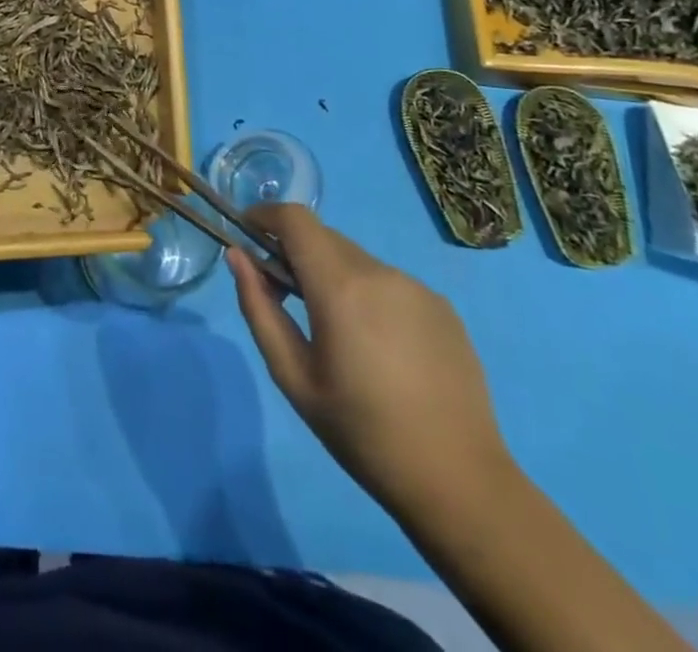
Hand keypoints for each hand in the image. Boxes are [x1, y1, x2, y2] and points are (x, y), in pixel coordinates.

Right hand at [229, 204, 511, 514]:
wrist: (459, 482)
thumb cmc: (362, 433)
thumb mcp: (294, 376)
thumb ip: (259, 308)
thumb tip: (238, 256)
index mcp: (341, 287)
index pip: (295, 219)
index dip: (265, 215)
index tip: (247, 234)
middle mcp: (380, 272)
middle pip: (324, 237)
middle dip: (295, 251)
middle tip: (283, 294)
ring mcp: (416, 286)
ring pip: (356, 260)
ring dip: (332, 275)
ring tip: (336, 331)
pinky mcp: (442, 306)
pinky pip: (389, 282)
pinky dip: (367, 294)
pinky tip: (379, 347)